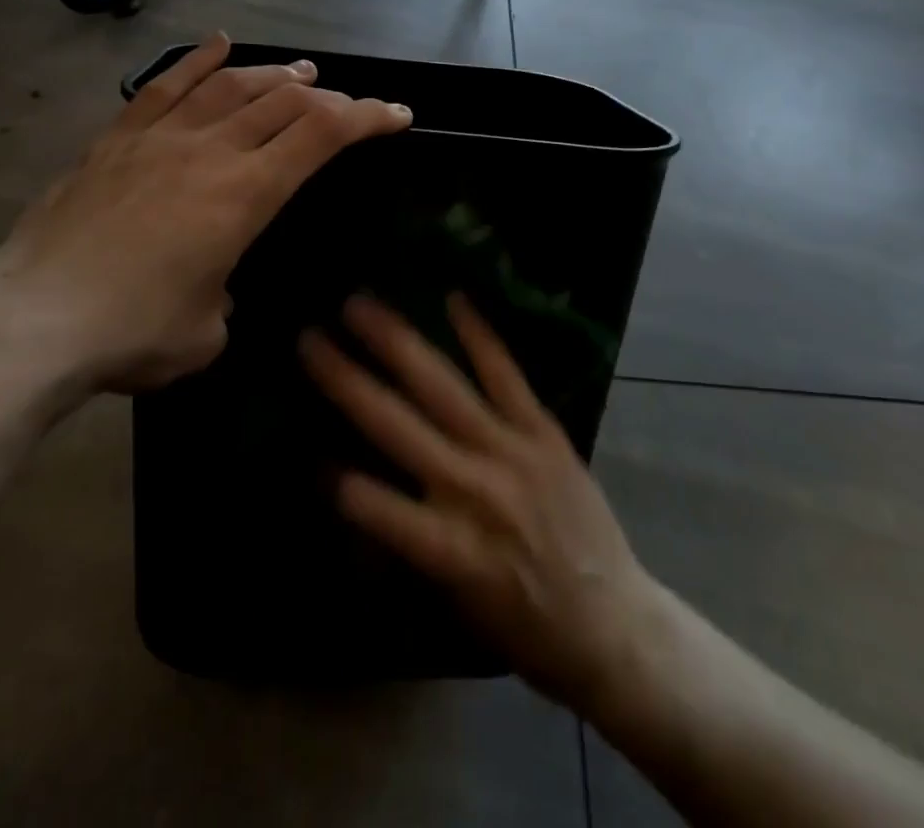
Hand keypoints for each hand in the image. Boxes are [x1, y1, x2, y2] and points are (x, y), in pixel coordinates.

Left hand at [0, 35, 411, 401]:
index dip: (368, 117)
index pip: (322, 135)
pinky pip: (164, 87)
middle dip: (328, 98)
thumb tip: (213, 287)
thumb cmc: (131, 334)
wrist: (30, 322)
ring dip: (273, 74)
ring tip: (300, 71)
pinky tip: (219, 45)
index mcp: (244, 194)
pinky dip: (197, 62)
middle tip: (347, 104)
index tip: (397, 115)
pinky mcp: (115, 140)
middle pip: (283, 102)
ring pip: (229, 85)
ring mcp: (158, 138)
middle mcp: (209, 151)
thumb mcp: (206, 332)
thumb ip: (224, 298)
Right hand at [301, 295, 655, 712]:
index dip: (335, 478)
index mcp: (449, 548)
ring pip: (442, 387)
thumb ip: (408, 542)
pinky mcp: (544, 432)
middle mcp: (474, 490)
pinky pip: (506, 375)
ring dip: (397, 342)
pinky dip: (478, 336)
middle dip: (347, 380)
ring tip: (360, 305)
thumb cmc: (526, 626)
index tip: (308, 449)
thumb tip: (354, 490)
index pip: (373, 505)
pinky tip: (453, 298)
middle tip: (309, 337)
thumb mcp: (456, 603)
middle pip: (396, 425)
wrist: (615, 624)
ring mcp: (512, 452)